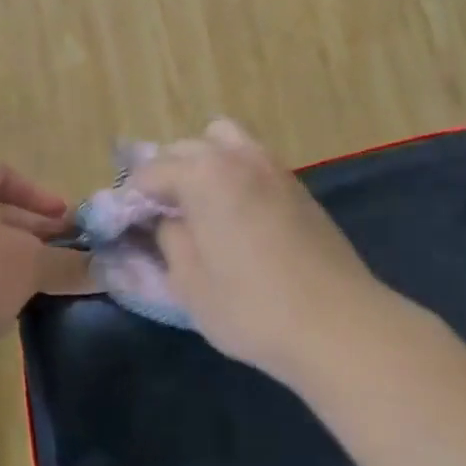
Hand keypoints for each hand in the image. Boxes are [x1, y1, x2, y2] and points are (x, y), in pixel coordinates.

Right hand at [133, 119, 383, 382]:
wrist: (338, 324)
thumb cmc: (252, 307)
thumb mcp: (190, 283)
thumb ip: (169, 239)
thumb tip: (165, 220)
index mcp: (203, 174)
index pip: (151, 172)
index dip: (133, 198)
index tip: (128, 225)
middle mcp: (237, 156)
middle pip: (186, 148)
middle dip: (167, 175)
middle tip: (162, 216)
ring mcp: (272, 166)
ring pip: (224, 141)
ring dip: (204, 163)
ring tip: (201, 205)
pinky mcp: (297, 184)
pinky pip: (252, 160)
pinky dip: (234, 173)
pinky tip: (236, 214)